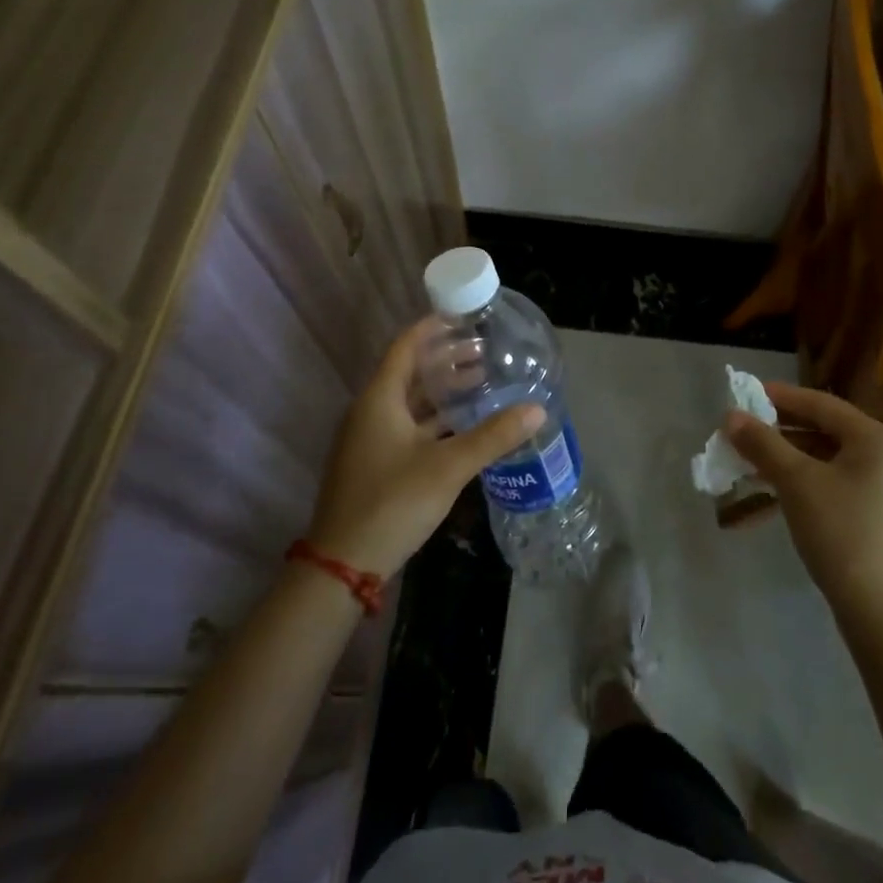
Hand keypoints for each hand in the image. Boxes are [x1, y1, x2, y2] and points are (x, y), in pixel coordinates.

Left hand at [306, 320, 543, 578]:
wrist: (344, 565)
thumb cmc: (392, 502)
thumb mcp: (448, 467)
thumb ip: (493, 436)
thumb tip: (537, 409)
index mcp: (379, 399)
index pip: (406, 346)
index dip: (433, 328)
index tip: (465, 318)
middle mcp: (371, 412)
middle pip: (411, 372)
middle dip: (446, 360)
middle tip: (486, 352)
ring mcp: (371, 439)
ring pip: (411, 402)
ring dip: (443, 391)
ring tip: (482, 382)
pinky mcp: (376, 463)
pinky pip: (409, 426)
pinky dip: (436, 419)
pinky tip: (464, 425)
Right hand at [724, 384, 882, 635]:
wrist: (882, 612)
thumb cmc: (841, 533)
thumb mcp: (796, 482)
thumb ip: (763, 444)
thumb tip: (731, 415)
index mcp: (876, 439)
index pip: (821, 404)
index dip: (781, 396)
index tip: (746, 393)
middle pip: (822, 431)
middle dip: (778, 433)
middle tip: (741, 431)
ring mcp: (882, 488)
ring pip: (823, 461)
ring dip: (783, 461)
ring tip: (746, 464)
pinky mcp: (874, 516)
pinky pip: (830, 485)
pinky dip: (799, 485)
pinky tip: (767, 496)